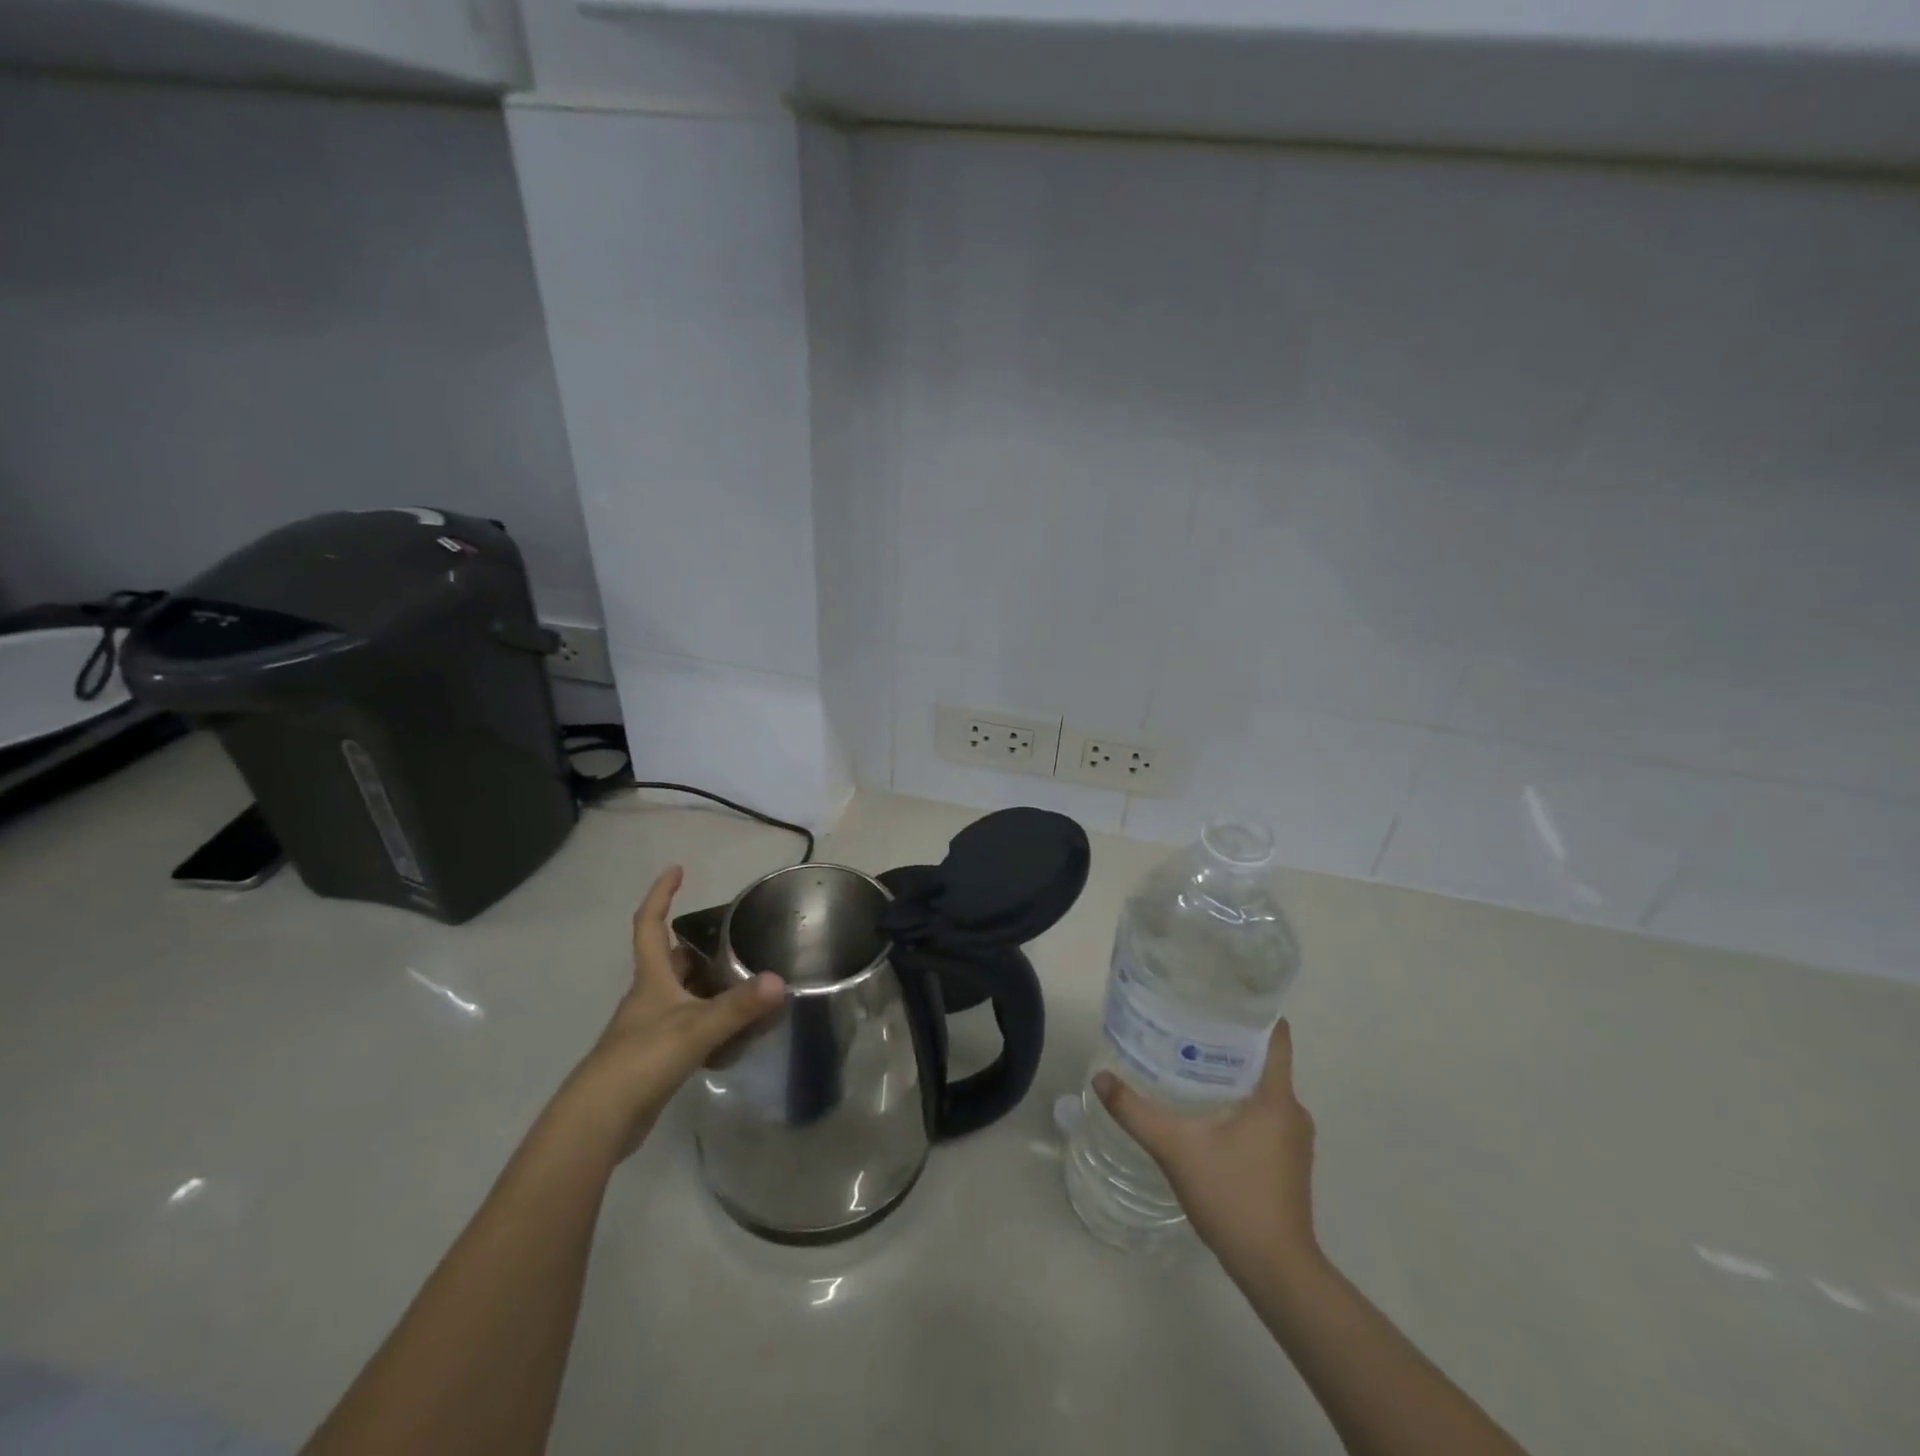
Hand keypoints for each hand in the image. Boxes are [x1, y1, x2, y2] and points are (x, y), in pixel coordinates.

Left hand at [561, 866, 782, 1158]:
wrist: (597, 1123)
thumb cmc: (640, 1061)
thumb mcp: (694, 1030)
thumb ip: (736, 1007)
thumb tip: (778, 981)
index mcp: (651, 979)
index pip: (650, 925)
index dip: (661, 895)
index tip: (677, 870)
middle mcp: (649, 998)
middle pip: (672, 961)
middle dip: (699, 946)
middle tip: (735, 937)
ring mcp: (651, 1029)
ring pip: (683, 994)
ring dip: (709, 985)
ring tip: (747, 980)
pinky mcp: (656, 1058)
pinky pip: (690, 1027)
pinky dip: (711, 1023)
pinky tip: (737, 1034)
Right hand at [1094, 1019, 1319, 1278]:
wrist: (1276, 1271)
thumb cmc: (1234, 1198)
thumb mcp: (1176, 1149)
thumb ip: (1136, 1111)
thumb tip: (1100, 1078)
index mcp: (1277, 1097)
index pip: (1276, 1035)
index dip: (1252, 1010)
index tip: (1218, 996)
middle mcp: (1293, 1111)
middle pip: (1264, 1059)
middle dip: (1228, 1041)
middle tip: (1187, 1026)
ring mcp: (1294, 1140)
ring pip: (1263, 1089)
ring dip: (1232, 1075)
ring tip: (1189, 1062)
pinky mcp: (1288, 1162)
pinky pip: (1264, 1115)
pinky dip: (1239, 1104)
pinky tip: (1205, 1110)